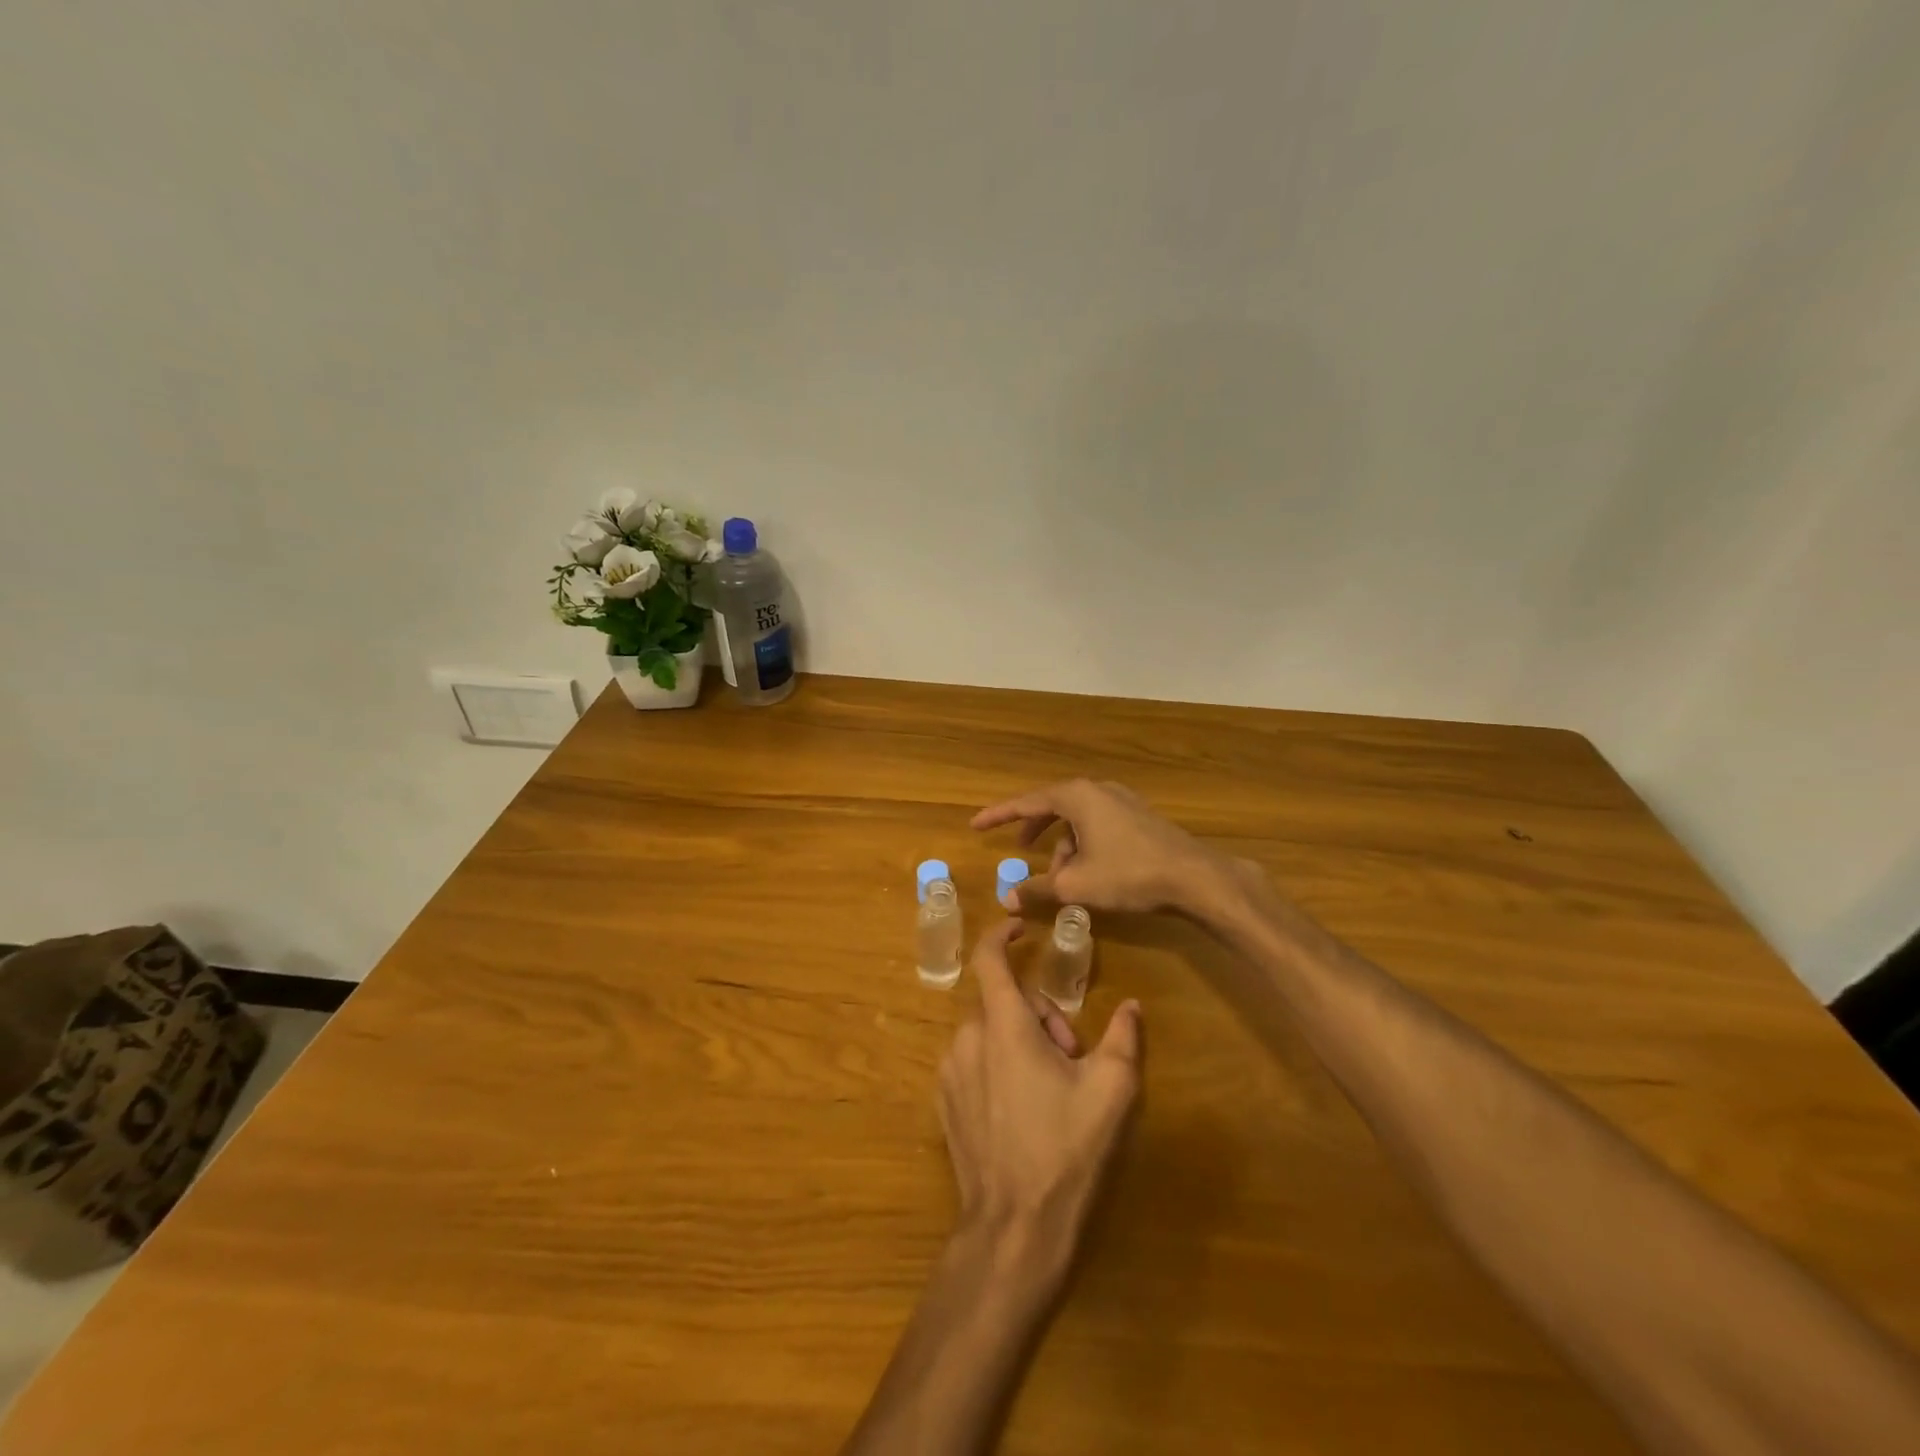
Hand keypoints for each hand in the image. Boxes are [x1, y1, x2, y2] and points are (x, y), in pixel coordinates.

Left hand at [938, 919, 1142, 1287]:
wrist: (1013, 1228)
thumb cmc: (1065, 1151)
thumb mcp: (1110, 1092)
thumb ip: (1123, 1039)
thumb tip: (1131, 1007)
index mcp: (1003, 1026)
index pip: (990, 959)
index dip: (1002, 934)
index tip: (1020, 927)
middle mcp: (967, 1039)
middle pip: (1003, 1002)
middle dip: (1040, 1017)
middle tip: (1072, 1058)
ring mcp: (950, 1072)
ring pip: (989, 1033)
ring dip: (1019, 1043)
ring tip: (1050, 1089)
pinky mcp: (945, 1102)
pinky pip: (973, 1062)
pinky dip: (997, 1066)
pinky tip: (1023, 1110)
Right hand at [971, 778, 1228, 916]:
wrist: (1193, 877)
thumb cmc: (1128, 874)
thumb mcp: (1076, 885)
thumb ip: (1037, 889)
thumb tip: (1005, 899)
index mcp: (1076, 796)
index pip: (1026, 802)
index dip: (998, 815)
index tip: (975, 825)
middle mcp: (1097, 790)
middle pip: (1053, 806)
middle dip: (1033, 829)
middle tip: (1017, 847)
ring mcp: (1121, 800)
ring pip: (1078, 819)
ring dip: (1062, 846)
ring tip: (1060, 879)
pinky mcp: (1138, 816)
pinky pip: (1097, 824)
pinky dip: (1084, 844)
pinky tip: (1089, 873)